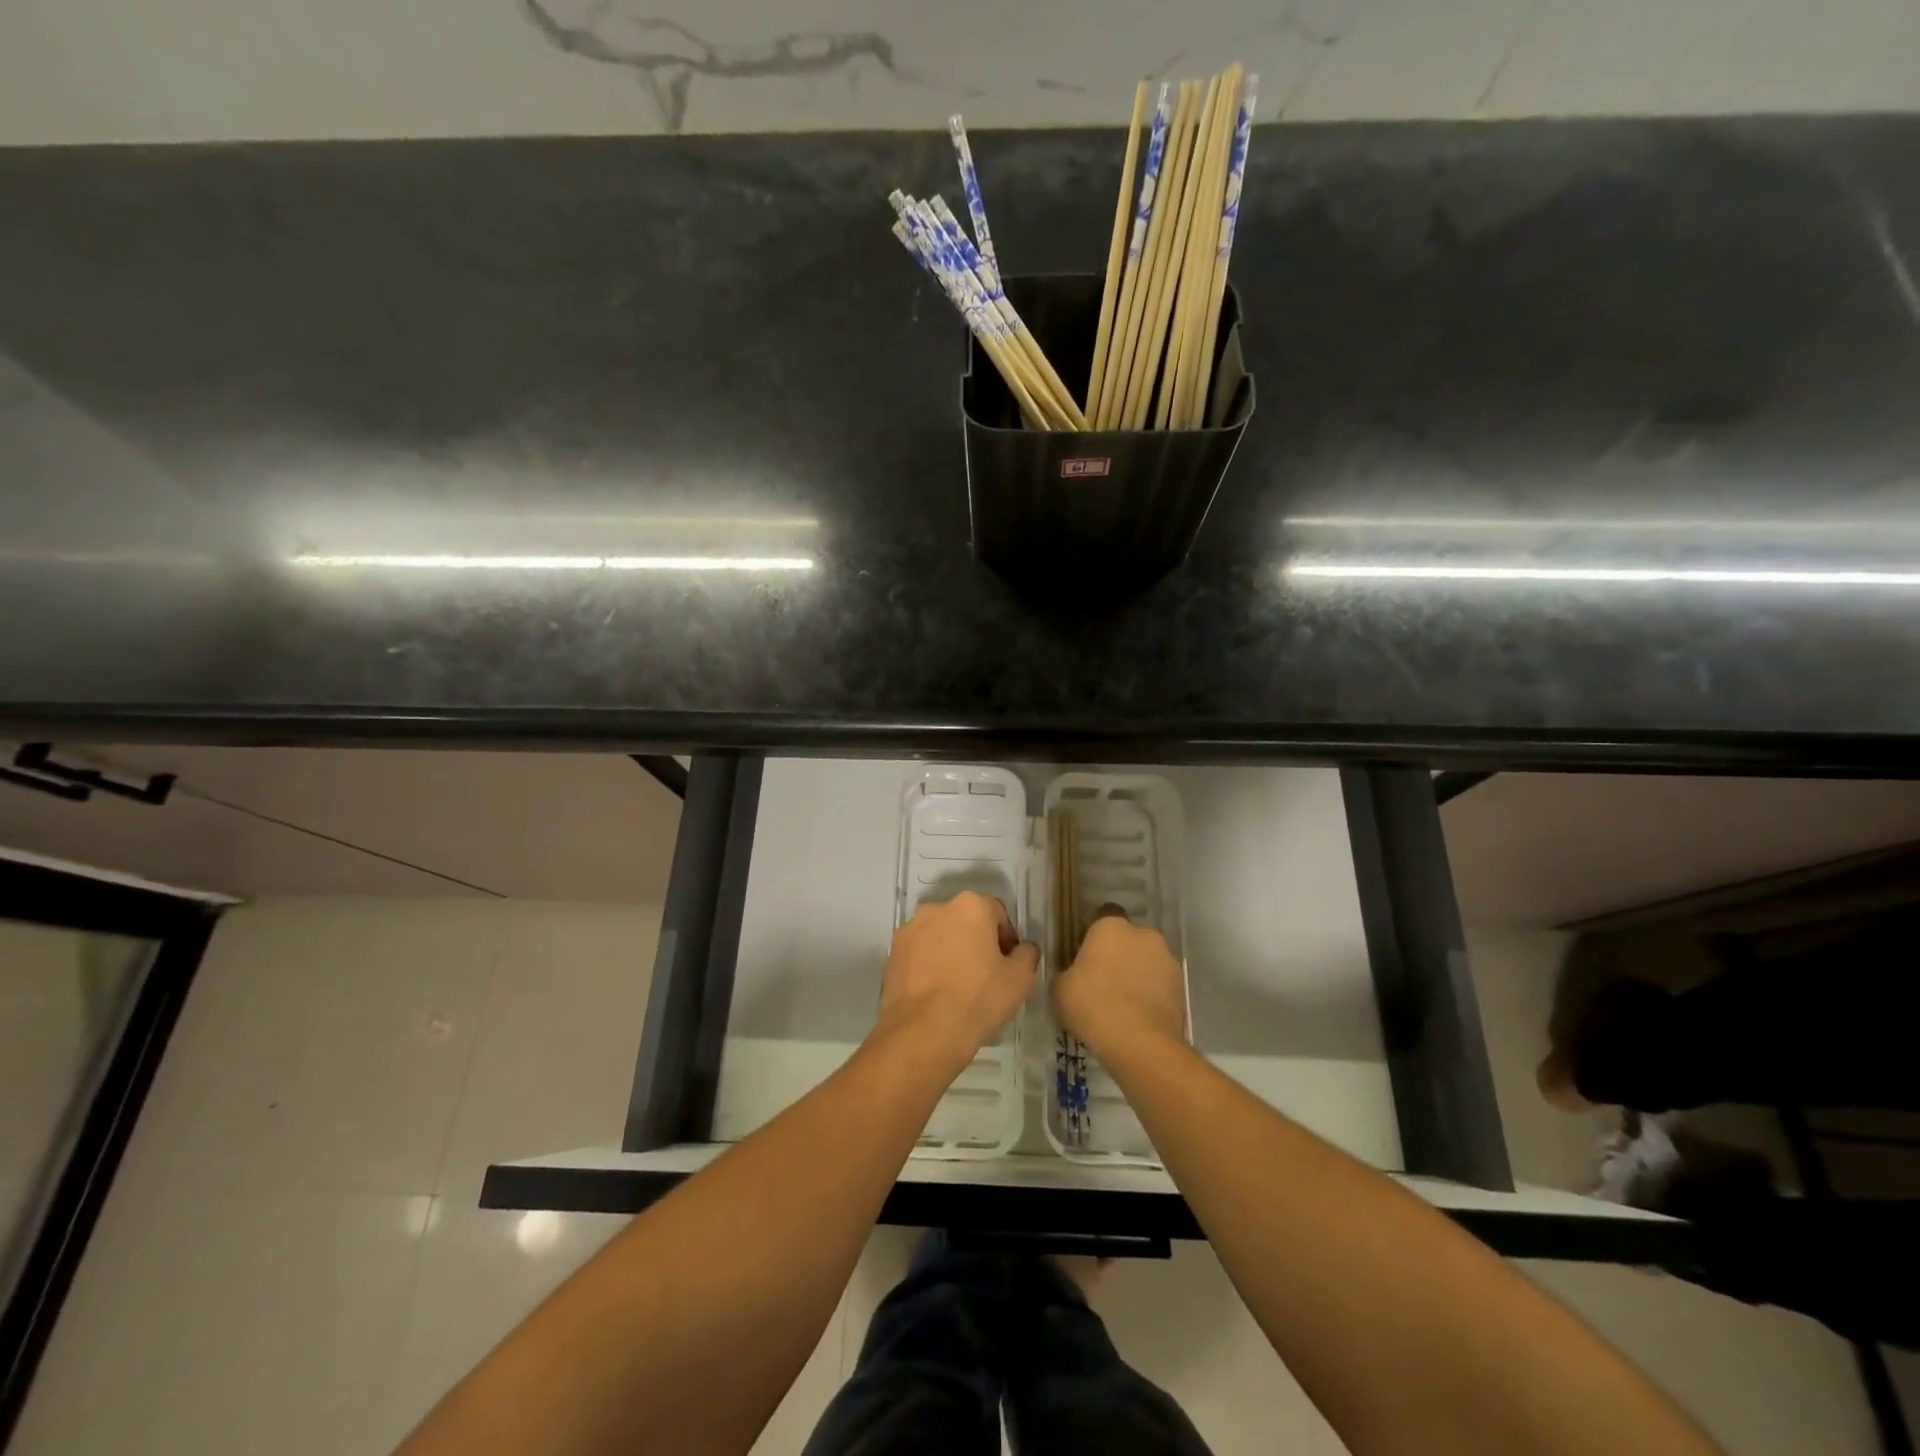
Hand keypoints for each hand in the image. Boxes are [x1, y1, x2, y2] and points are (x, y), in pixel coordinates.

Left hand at [876, 891, 1037, 1072]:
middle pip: (966, 921)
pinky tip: (936, 995)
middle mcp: (936, 908)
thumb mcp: (1021, 979)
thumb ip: (1027, 954)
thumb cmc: (978, 999)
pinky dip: (929, 967)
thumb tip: (1022, 949)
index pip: (998, 914)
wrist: (922, 1033)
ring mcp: (909, 931)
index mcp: (970, 906)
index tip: (1008, 966)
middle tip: (986, 976)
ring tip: (958, 988)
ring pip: (940, 937)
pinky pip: (919, 955)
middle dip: (977, 942)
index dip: (1007, 939)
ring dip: (950, 952)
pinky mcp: (891, 954)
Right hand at [1053, 908, 1186, 1058]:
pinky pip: (1161, 984)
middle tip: (1103, 981)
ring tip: (1123, 1004)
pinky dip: (1152, 994)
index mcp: (1110, 926)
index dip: (1092, 937)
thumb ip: (1066, 973)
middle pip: (1127, 939)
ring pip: (1147, 961)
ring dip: (1138, 974)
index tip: (1084, 957)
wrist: (1139, 1043)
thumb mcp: (1060, 989)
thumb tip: (1072, 975)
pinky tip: (1139, 1016)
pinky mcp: (1182, 986)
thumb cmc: (1092, 1005)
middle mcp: (1143, 934)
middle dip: (1118, 954)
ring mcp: (1167, 959)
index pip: (1101, 917)